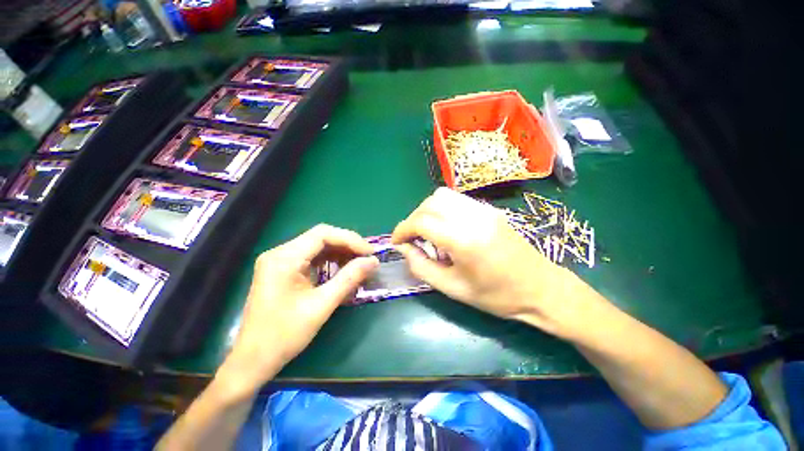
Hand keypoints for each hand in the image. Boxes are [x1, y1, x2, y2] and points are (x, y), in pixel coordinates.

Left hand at [220, 225, 377, 393]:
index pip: (323, 234)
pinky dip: (330, 261)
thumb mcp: (321, 306)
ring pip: (318, 246)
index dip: (350, 240)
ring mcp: (280, 261)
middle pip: (321, 237)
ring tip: (359, 264)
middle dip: (347, 246)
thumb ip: (349, 279)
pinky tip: (343, 270)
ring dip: (340, 253)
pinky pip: (312, 258)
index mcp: (284, 259)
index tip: (370, 253)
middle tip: (367, 258)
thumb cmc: (284, 336)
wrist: (253, 360)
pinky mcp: (284, 270)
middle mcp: (280, 253)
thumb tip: (373, 261)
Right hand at [392, 188, 594, 336]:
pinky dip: (442, 209)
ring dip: (427, 211)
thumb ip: (422, 267)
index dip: (402, 229)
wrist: (540, 288)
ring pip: (442, 196)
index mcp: (464, 240)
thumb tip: (404, 248)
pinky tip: (445, 227)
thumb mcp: (453, 289)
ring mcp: (483, 210)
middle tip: (412, 238)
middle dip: (413, 219)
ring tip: (427, 231)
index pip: (421, 221)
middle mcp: (473, 217)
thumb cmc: (496, 296)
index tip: (396, 241)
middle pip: (430, 203)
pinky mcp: (489, 209)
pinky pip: (456, 199)